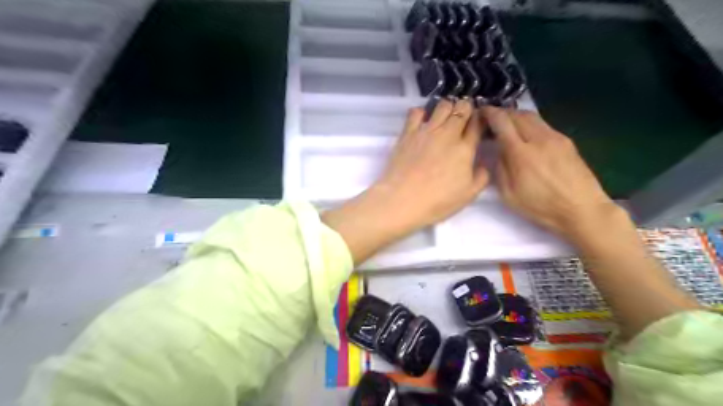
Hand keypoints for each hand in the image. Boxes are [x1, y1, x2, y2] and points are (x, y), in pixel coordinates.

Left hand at [323, 99, 487, 264]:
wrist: (402, 200)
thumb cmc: (437, 201)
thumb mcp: (468, 195)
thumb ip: (481, 176)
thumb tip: (482, 164)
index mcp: (465, 149)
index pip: (477, 123)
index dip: (481, 119)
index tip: (479, 122)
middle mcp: (447, 134)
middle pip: (461, 108)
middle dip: (466, 109)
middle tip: (463, 118)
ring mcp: (426, 131)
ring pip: (442, 105)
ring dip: (447, 107)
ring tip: (445, 118)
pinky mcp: (408, 133)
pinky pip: (416, 112)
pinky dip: (422, 112)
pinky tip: (423, 122)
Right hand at [482, 107, 617, 241]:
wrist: (582, 209)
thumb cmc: (541, 207)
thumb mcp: (509, 195)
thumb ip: (500, 169)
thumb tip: (499, 151)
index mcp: (521, 154)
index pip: (502, 122)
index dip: (489, 113)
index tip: (481, 112)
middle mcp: (538, 139)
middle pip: (517, 114)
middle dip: (502, 113)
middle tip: (492, 119)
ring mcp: (555, 138)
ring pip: (532, 116)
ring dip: (516, 116)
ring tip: (507, 124)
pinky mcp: (566, 141)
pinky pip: (543, 125)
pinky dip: (529, 123)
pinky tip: (526, 135)